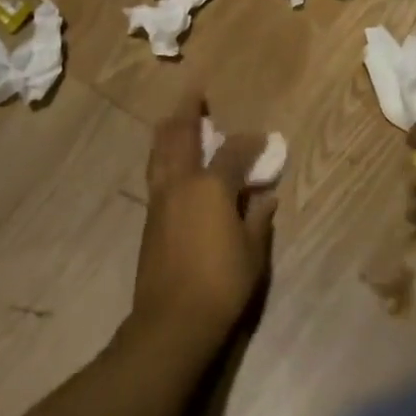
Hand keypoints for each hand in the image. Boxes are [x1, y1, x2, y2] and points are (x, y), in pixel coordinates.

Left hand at [130, 90, 278, 356]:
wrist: (171, 321)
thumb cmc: (221, 285)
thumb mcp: (252, 252)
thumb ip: (258, 218)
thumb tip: (264, 196)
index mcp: (211, 187)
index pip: (233, 151)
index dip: (250, 142)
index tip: (263, 139)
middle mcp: (181, 183)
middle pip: (181, 136)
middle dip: (189, 111)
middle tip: (195, 93)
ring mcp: (161, 199)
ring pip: (160, 151)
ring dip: (169, 129)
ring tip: (175, 116)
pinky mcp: (150, 217)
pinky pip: (156, 171)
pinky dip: (162, 153)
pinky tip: (168, 157)